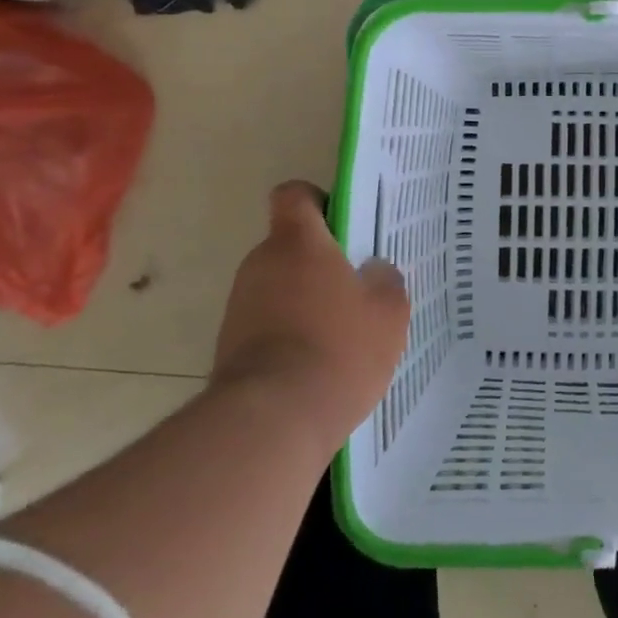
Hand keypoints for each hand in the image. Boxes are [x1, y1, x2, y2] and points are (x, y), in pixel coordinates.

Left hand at [212, 181, 410, 449]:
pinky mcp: (229, 347)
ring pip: (278, 287)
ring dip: (304, 301)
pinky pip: (267, 324)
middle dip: (319, 263)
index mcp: (298, 243)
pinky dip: (289, 335)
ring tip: (341, 334)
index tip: (342, 227)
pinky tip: (319, 364)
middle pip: (289, 246)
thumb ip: (385, 280)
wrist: (273, 421)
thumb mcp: (388, 312)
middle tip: (356, 288)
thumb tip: (373, 271)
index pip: (295, 196)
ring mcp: (239, 306)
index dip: (317, 202)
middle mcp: (260, 264)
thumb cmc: (340, 348)